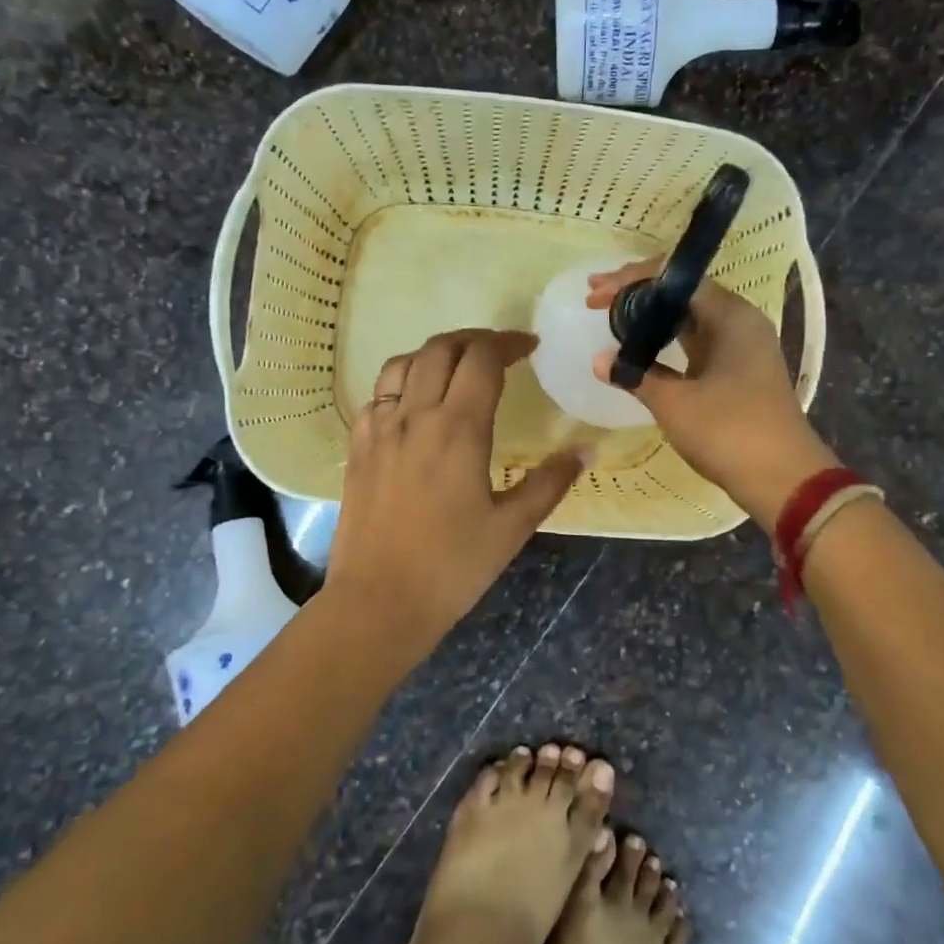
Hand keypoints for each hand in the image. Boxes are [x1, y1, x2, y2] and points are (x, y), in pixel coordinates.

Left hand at [325, 329, 583, 656]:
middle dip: (474, 340)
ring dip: (434, 353)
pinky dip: (401, 382)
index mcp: (457, 429)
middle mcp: (414, 417)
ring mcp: (379, 430)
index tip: (528, 348)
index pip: (482, 359)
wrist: (377, 603)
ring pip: (402, 363)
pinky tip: (414, 404)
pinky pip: (377, 395)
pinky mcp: (358, 448)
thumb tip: (585, 451)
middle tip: (498, 352)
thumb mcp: (512, 529)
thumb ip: (550, 483)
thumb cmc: (452, 568)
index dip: (507, 344)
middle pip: (440, 349)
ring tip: (456, 367)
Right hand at [588, 261, 836, 528]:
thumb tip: (599, 360)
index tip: (595, 294)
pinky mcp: (737, 370)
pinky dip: (665, 340)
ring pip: (688, 317)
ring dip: (650, 316)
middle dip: (637, 292)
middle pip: (682, 292)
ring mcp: (741, 347)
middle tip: (596, 297)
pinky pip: (696, 341)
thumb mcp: (675, 403)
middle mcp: (739, 322)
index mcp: (731, 316)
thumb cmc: (730, 433)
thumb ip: (635, 375)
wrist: (784, 480)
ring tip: (610, 315)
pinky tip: (639, 349)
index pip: (675, 279)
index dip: (631, 280)